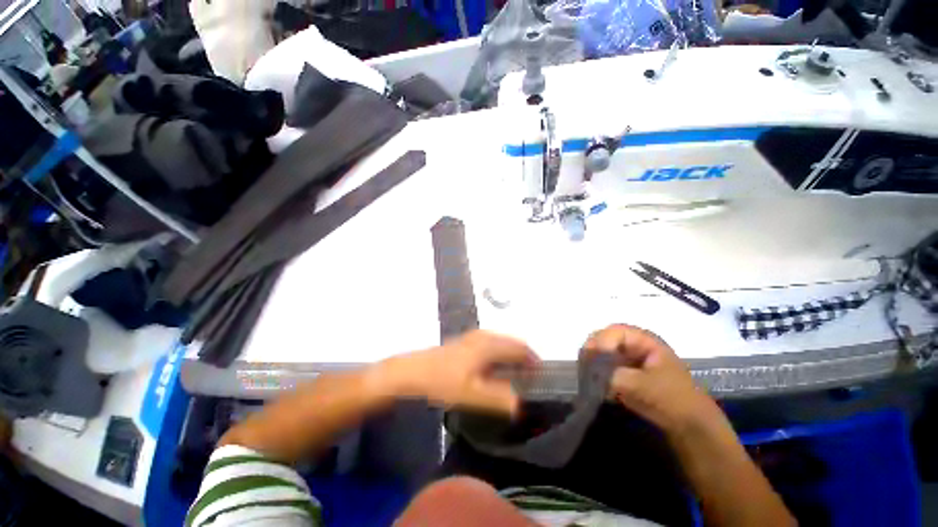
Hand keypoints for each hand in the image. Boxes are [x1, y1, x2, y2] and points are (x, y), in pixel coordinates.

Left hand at [380, 331, 539, 414]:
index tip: (540, 373)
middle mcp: (483, 336)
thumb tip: (521, 403)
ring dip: (511, 352)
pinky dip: (500, 350)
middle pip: (510, 341)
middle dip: (523, 355)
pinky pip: (490, 341)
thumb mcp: (472, 394)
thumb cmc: (443, 381)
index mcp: (487, 346)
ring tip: (516, 369)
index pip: (518, 347)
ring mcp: (473, 336)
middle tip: (531, 373)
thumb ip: (498, 398)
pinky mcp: (465, 340)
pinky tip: (494, 364)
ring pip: (500, 340)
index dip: (532, 359)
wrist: (414, 370)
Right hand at [581, 324, 719, 433]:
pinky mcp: (625, 374)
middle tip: (583, 364)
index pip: (615, 332)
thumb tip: (589, 372)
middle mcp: (635, 345)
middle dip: (593, 350)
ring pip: (603, 353)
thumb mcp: (641, 385)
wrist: (689, 426)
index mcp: (644, 341)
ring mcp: (629, 359)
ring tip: (585, 373)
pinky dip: (596, 372)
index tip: (591, 357)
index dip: (601, 341)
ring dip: (593, 362)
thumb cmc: (671, 399)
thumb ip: (612, 375)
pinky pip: (605, 367)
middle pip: (606, 339)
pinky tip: (592, 381)